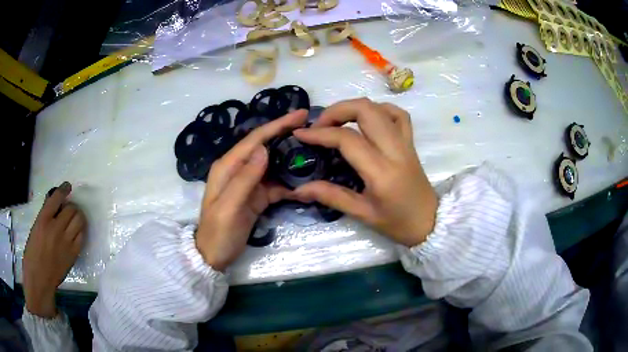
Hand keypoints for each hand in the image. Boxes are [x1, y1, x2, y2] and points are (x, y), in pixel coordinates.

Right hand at [23, 182, 85, 317]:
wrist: (39, 280)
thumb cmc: (32, 255)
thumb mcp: (35, 229)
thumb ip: (45, 217)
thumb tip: (54, 206)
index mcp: (43, 220)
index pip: (56, 198)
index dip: (64, 189)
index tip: (67, 186)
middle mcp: (56, 228)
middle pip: (71, 209)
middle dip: (71, 207)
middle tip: (68, 210)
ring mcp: (66, 242)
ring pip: (79, 220)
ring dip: (78, 217)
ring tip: (74, 220)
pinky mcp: (73, 254)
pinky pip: (82, 236)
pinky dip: (80, 231)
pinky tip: (76, 232)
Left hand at [195, 110, 307, 270]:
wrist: (213, 256)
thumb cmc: (217, 233)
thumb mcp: (229, 207)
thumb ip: (244, 178)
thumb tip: (264, 149)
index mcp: (228, 167)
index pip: (255, 140)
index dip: (277, 125)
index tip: (301, 115)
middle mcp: (238, 170)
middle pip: (265, 147)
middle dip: (287, 136)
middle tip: (314, 130)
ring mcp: (248, 183)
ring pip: (273, 165)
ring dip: (292, 160)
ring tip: (315, 154)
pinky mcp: (256, 197)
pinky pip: (276, 185)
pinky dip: (290, 184)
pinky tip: (305, 185)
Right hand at [292, 98, 437, 246]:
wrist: (430, 222)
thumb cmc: (397, 223)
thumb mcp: (362, 214)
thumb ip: (331, 196)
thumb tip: (299, 189)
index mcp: (381, 171)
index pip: (347, 139)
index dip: (320, 133)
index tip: (300, 134)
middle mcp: (395, 149)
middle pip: (365, 109)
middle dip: (336, 110)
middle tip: (320, 126)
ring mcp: (405, 142)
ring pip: (379, 107)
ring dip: (353, 108)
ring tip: (338, 122)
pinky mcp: (411, 141)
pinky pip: (397, 114)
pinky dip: (378, 109)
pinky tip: (366, 120)